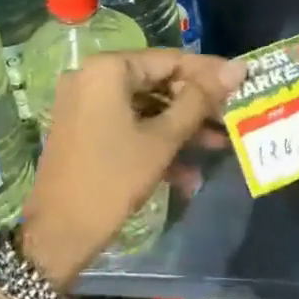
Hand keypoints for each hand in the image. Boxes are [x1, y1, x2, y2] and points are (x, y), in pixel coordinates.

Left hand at [20, 50, 242, 285]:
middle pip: (159, 82)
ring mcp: (86, 104)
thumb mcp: (162, 139)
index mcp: (108, 69)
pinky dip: (156, 141)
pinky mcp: (85, 130)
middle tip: (230, 119)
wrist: (56, 238)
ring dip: (180, 128)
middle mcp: (93, 77)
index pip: (171, 60)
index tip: (243, 82)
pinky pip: (129, 124)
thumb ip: (200, 99)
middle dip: (196, 106)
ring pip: (146, 106)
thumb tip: (239, 67)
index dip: (210, 73)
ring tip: (217, 147)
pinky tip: (187, 173)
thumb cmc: (112, 180)